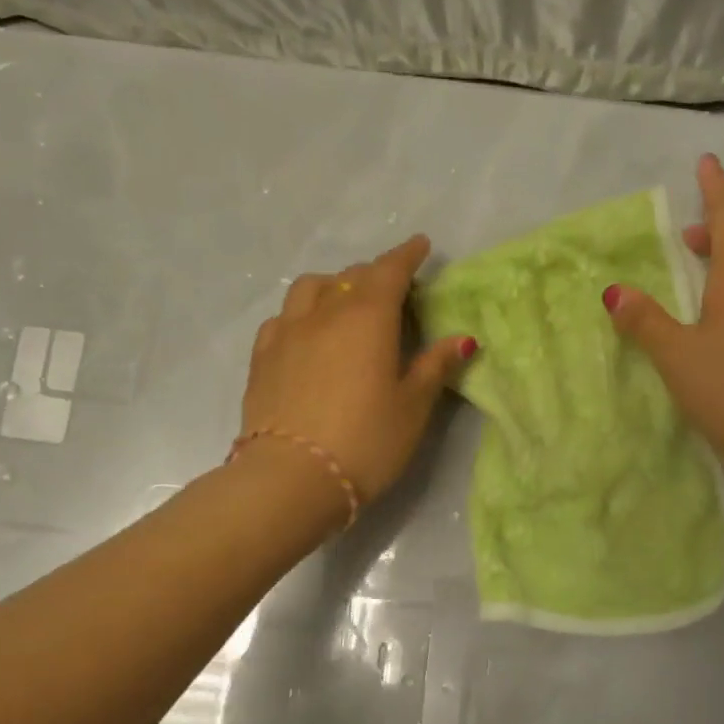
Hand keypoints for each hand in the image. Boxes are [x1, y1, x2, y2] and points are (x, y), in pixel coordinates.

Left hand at [240, 235, 475, 508]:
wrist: (291, 478)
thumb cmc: (366, 441)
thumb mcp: (412, 407)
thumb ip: (434, 366)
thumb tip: (462, 338)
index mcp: (367, 317)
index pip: (390, 271)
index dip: (407, 256)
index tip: (420, 246)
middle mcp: (324, 313)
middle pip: (351, 276)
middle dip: (375, 274)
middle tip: (392, 289)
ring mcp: (286, 332)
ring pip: (310, 289)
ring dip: (333, 285)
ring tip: (345, 303)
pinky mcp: (261, 357)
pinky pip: (283, 318)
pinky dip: (302, 313)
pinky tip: (307, 333)